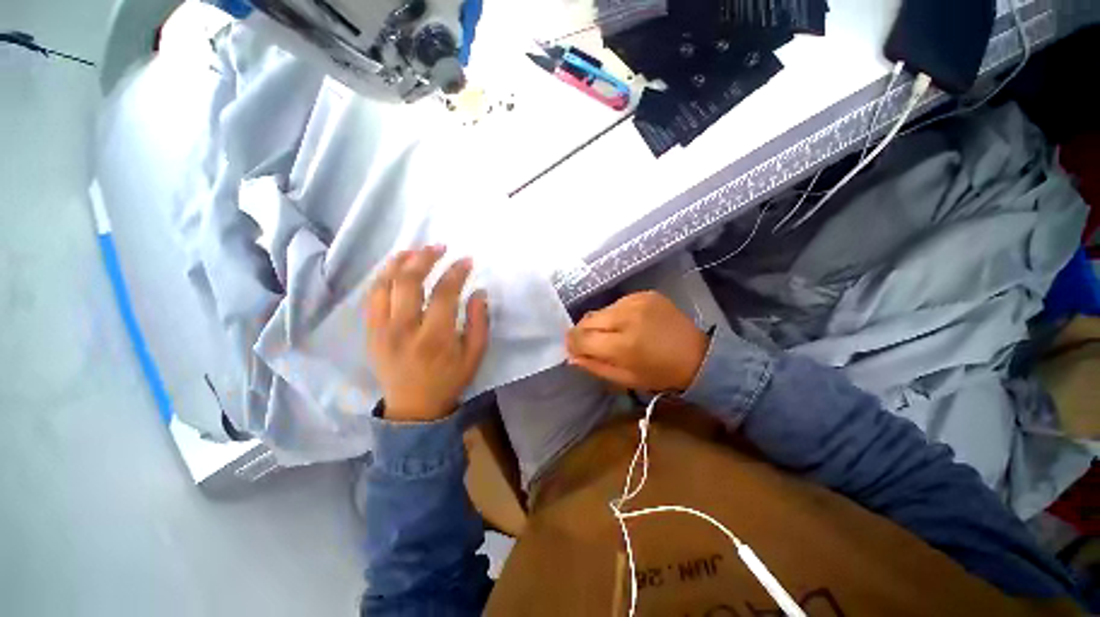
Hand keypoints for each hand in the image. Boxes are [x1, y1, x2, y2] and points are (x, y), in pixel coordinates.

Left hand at [365, 246, 489, 421]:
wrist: (414, 408)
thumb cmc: (450, 380)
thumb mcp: (475, 355)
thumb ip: (479, 322)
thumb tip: (479, 291)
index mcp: (435, 337)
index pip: (443, 293)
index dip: (456, 272)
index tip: (466, 260)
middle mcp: (404, 329)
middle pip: (408, 282)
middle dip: (425, 258)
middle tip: (439, 246)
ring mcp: (382, 330)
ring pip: (384, 285)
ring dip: (399, 262)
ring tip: (415, 250)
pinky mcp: (370, 332)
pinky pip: (372, 297)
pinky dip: (382, 277)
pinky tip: (394, 267)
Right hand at [566, 291, 708, 391]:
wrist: (698, 355)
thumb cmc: (660, 374)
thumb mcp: (625, 379)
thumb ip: (594, 366)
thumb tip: (572, 356)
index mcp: (623, 344)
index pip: (581, 337)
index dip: (572, 344)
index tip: (574, 349)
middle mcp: (627, 316)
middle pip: (587, 320)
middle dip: (583, 333)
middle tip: (591, 343)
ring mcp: (636, 301)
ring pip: (601, 310)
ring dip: (600, 323)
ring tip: (613, 334)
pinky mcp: (644, 293)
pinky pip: (617, 303)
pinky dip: (615, 314)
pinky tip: (627, 324)